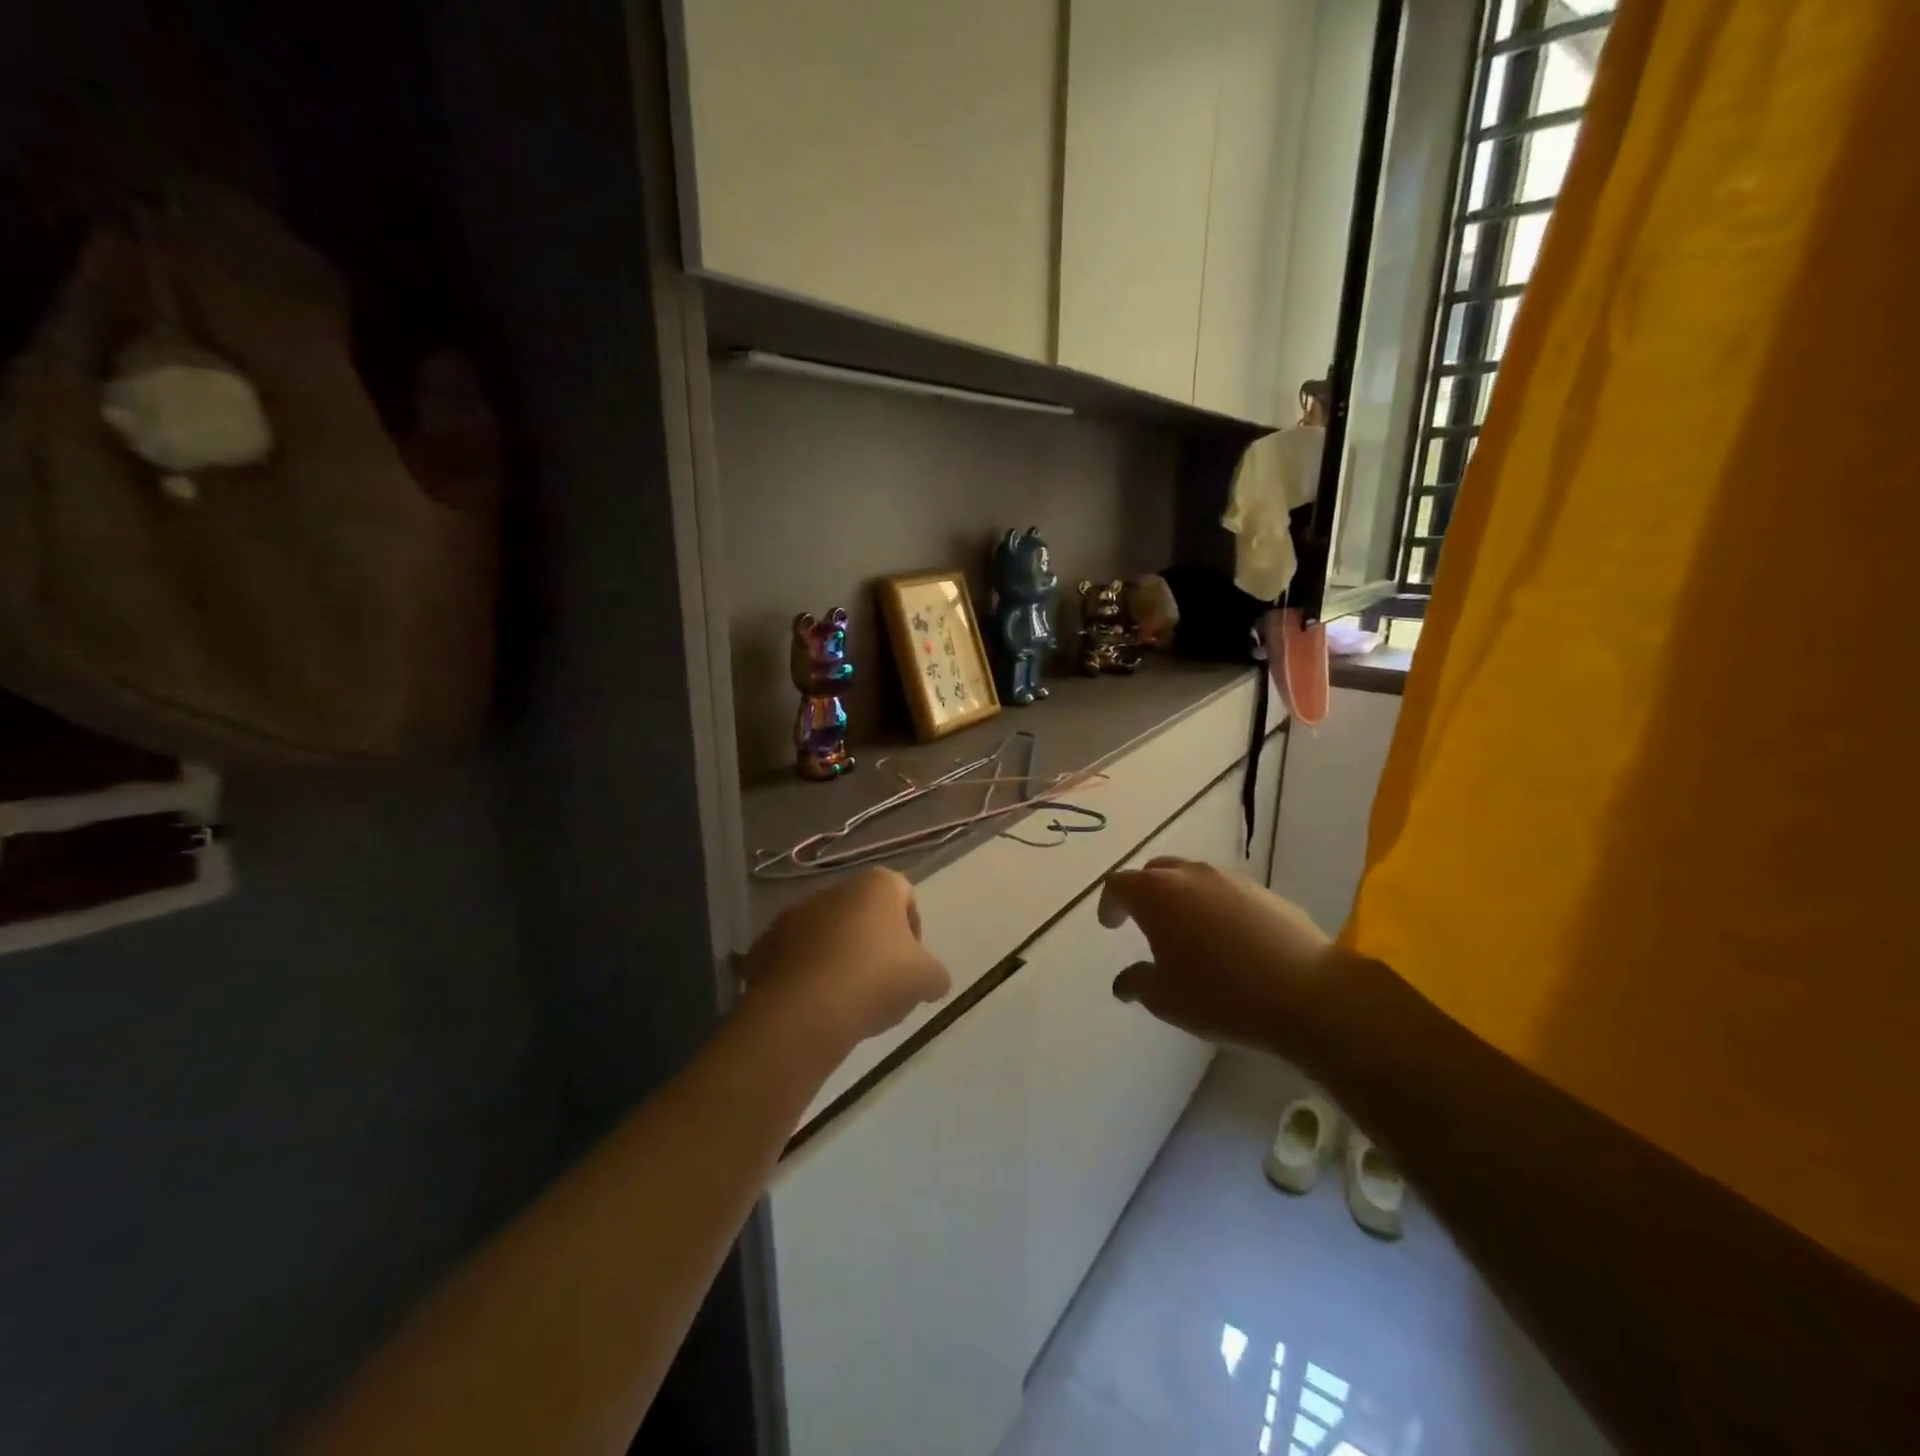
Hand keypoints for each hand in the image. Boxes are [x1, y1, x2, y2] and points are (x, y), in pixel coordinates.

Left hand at [742, 869, 951, 1049]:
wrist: (803, 1010)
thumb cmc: (875, 979)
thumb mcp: (925, 980)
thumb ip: (935, 974)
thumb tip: (933, 979)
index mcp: (876, 886)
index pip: (904, 895)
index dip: (913, 929)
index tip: (911, 963)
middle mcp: (833, 890)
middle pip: (863, 914)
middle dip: (873, 944)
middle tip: (881, 984)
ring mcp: (794, 915)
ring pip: (827, 934)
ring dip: (838, 958)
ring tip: (847, 1001)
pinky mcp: (764, 944)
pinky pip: (796, 957)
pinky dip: (807, 975)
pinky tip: (816, 1006)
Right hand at [1097, 857, 1337, 1055]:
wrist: (1307, 994)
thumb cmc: (1221, 995)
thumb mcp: (1165, 999)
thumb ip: (1137, 983)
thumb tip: (1124, 981)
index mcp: (1156, 894)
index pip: (1119, 884)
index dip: (1109, 903)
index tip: (1111, 924)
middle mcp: (1190, 875)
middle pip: (1155, 871)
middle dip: (1144, 892)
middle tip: (1144, 921)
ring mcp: (1231, 879)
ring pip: (1193, 877)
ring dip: (1181, 897)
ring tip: (1187, 931)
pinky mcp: (1265, 892)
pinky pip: (1226, 891)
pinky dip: (1215, 906)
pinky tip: (1227, 939)